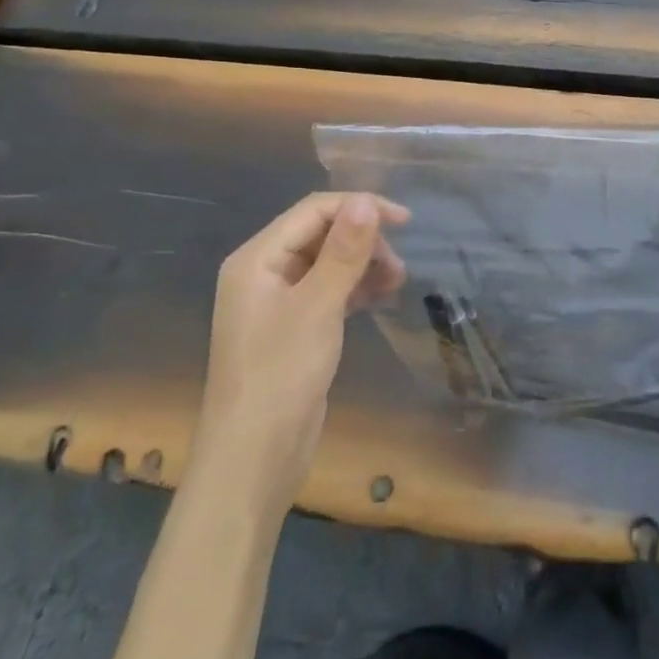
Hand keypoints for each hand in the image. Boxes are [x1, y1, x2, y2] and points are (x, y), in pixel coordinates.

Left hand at [192, 192, 409, 505]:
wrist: (254, 458)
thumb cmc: (281, 374)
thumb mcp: (318, 305)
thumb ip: (344, 250)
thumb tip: (364, 200)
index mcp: (257, 259)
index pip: (314, 211)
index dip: (359, 207)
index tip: (404, 221)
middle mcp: (263, 272)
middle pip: (321, 234)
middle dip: (363, 241)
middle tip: (397, 268)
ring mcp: (277, 302)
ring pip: (328, 263)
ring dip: (363, 265)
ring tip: (396, 283)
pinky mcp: (293, 328)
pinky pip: (328, 291)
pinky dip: (354, 288)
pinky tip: (380, 298)